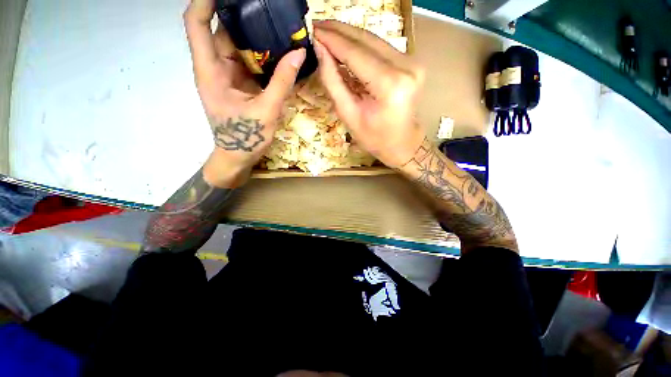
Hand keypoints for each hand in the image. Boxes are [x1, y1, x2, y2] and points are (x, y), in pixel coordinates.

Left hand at [184, 0, 305, 187]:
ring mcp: (226, 76)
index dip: (206, 1)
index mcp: (211, 71)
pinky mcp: (237, 85)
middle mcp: (214, 68)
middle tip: (266, 9)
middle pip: (221, 31)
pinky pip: (247, 63)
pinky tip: (277, 52)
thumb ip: (282, 82)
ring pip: (236, 47)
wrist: (238, 157)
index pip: (196, 24)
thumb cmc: (246, 138)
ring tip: (276, 26)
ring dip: (254, 37)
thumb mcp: (267, 110)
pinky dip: (260, 56)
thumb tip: (299, 53)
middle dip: (241, 16)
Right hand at [313, 21, 425, 167]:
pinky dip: (362, 46)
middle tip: (317, 26)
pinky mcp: (411, 63)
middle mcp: (405, 67)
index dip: (332, 39)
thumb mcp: (348, 114)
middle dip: (339, 31)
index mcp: (389, 85)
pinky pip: (381, 48)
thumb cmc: (374, 138)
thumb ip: (332, 81)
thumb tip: (320, 50)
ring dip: (349, 36)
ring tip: (327, 33)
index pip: (356, 53)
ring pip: (374, 40)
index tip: (313, 30)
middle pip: (366, 40)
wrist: (402, 144)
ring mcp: (412, 62)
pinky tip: (346, 46)